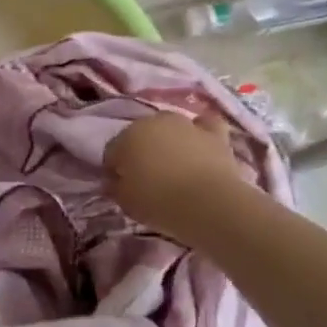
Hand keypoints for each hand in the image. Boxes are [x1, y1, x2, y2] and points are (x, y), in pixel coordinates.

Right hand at [106, 111, 246, 242]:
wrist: (208, 203)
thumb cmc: (159, 202)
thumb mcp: (126, 202)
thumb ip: (116, 188)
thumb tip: (114, 181)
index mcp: (126, 137)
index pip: (112, 151)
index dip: (114, 170)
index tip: (119, 187)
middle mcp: (154, 122)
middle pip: (141, 135)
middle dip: (140, 152)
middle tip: (146, 178)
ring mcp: (186, 124)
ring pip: (171, 128)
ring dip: (169, 141)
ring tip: (175, 167)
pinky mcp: (214, 133)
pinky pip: (206, 125)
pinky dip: (202, 132)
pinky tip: (200, 145)